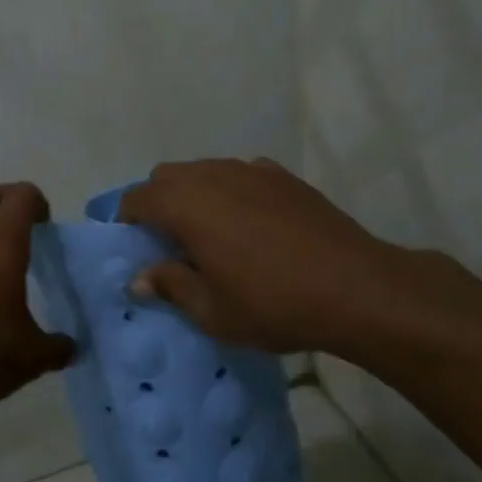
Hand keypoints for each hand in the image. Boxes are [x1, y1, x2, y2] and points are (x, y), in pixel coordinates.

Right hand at [118, 157, 474, 356]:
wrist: (356, 288)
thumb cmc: (273, 304)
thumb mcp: (211, 310)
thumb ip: (170, 286)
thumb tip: (139, 278)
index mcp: (186, 204)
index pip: (136, 199)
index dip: (126, 222)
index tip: (133, 250)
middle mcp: (213, 176)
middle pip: (166, 177)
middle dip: (157, 203)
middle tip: (167, 244)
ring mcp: (252, 171)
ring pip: (204, 172)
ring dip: (193, 196)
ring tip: (208, 235)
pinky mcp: (284, 177)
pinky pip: (240, 175)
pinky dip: (230, 192)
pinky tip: (249, 226)